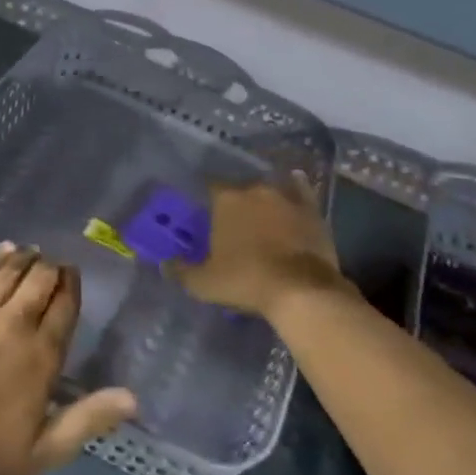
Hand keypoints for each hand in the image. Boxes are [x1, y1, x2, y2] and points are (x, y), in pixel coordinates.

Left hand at [0, 244, 136, 474]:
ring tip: (33, 252)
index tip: (73, 277)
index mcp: (42, 355)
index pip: (65, 306)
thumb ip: (88, 419)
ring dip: (27, 257)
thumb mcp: (44, 451)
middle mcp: (16, 322)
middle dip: (52, 268)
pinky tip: (5, 249)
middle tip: (54, 266)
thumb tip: (133, 398)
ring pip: (12, 270)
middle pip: (41, 279)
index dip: (71, 286)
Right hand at [170, 175, 346, 320]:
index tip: (207, 212)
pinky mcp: (311, 209)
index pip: (210, 186)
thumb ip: (181, 271)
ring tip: (262, 212)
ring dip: (264, 198)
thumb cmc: (246, 281)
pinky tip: (295, 183)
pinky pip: (301, 190)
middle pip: (240, 187)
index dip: (208, 198)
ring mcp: (285, 196)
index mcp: (226, 199)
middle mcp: (254, 189)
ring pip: (269, 188)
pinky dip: (296, 187)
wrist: (301, 290)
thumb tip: (164, 264)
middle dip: (237, 201)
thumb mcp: (204, 283)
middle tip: (235, 221)